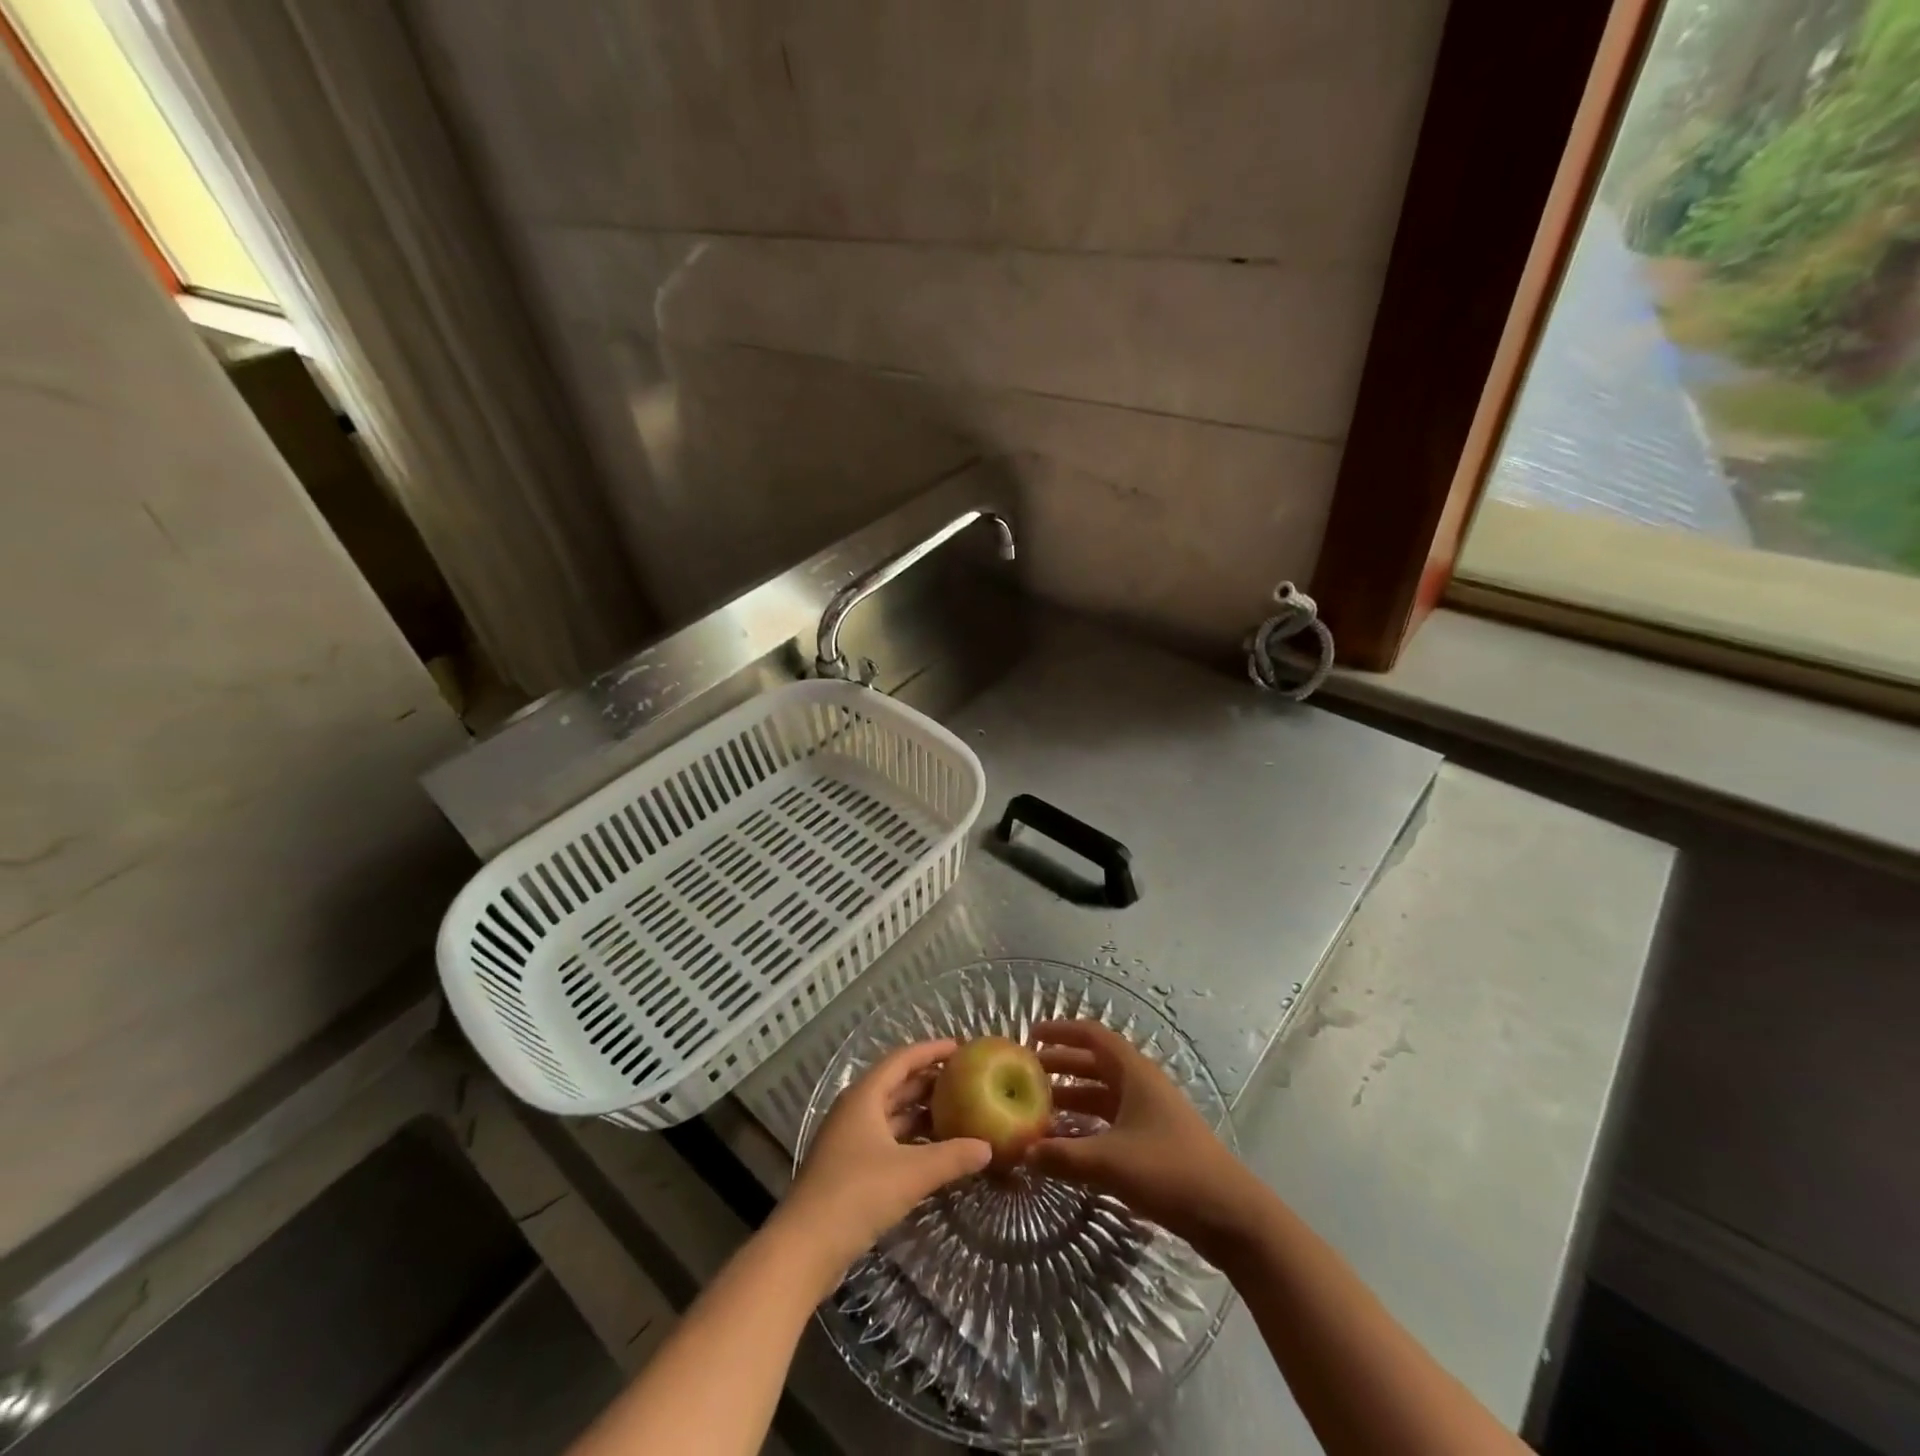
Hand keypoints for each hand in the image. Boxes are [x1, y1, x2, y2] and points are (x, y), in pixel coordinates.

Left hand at [779, 1038, 992, 1280]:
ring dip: (920, 1113)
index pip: (902, 1059)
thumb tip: (988, 1147)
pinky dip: (910, 1139)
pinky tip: (934, 1151)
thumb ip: (952, 1157)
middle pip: (896, 1085)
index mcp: (864, 1096)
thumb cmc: (857, 1194)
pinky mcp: (848, 1168)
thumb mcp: (912, 1173)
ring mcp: (849, 1140)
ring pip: (891, 1114)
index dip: (931, 1050)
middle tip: (966, 1081)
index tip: (962, 1047)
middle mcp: (855, 1110)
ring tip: (957, 1113)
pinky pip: (886, 1140)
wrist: (804, 1248)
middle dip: (929, 1082)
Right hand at [1027, 1019, 1255, 1260]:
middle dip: (1061, 1065)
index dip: (1061, 1031)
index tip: (1031, 1034)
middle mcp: (1142, 1085)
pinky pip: (1112, 1122)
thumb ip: (1064, 1157)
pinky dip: (1088, 1126)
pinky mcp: (1155, 1142)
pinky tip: (1069, 1145)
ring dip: (1073, 1098)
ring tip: (1040, 1110)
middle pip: (1095, 1064)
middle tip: (1026, 1074)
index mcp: (1134, 1073)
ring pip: (1103, 1095)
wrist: (1230, 1214)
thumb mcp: (1110, 1162)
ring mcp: (1151, 1114)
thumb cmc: (1169, 1171)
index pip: (1093, 1036)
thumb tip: (1023, 1152)